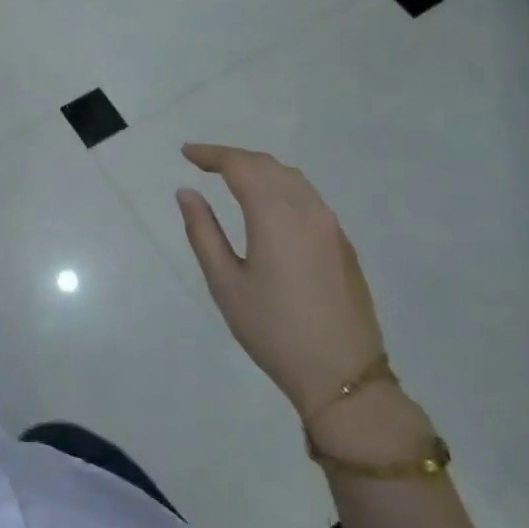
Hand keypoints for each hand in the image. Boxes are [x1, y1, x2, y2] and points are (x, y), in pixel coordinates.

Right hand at [176, 144, 385, 420]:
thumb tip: (187, 193)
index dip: (211, 154)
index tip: (186, 153)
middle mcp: (308, 210)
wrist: (342, 374)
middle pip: (268, 166)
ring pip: (292, 178)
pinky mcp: (342, 243)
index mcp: (276, 215)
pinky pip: (308, 197)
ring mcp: (330, 226)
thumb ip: (203, 232)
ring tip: (231, 177)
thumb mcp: (225, 283)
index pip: (240, 166)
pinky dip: (280, 186)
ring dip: (259, 169)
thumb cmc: (273, 330)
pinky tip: (266, 203)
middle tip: (202, 162)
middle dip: (233, 158)